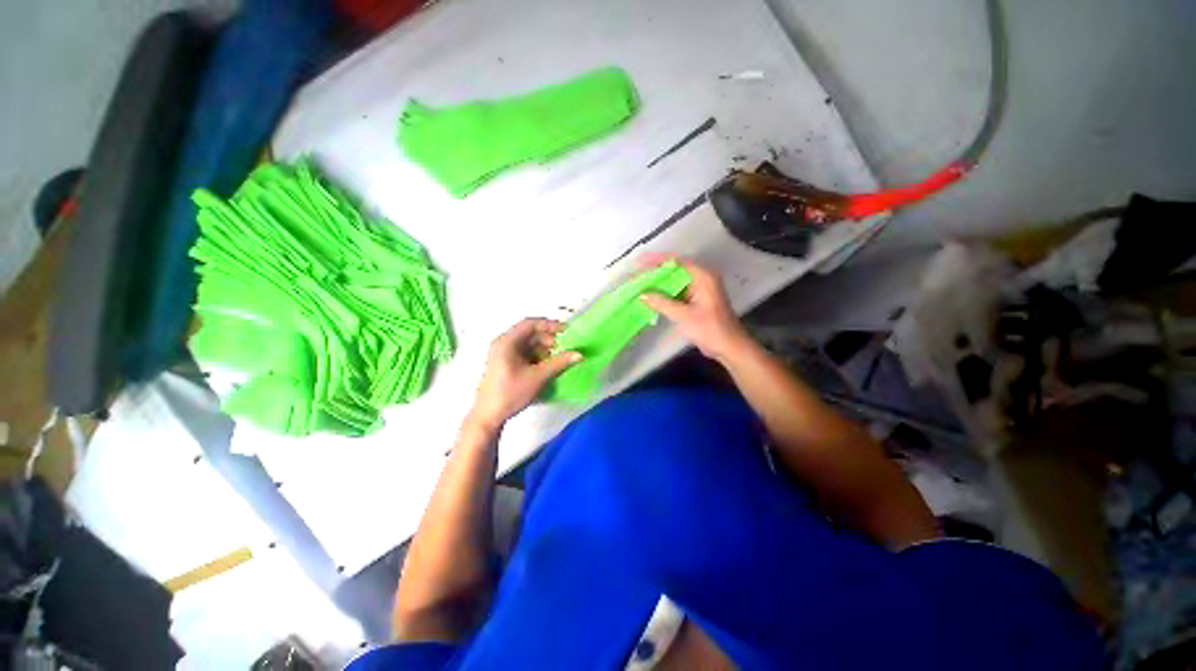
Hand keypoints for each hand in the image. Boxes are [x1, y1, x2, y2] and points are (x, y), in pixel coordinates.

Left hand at [469, 318, 581, 430]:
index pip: (530, 323)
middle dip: (548, 338)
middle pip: (529, 333)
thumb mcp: (538, 377)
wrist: (488, 416)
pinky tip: (546, 366)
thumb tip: (579, 354)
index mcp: (507, 342)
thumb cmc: (511, 393)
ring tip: (556, 358)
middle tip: (563, 347)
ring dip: (543, 348)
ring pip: (527, 344)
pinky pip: (524, 353)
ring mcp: (503, 354)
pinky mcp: (505, 364)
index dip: (549, 324)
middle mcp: (503, 343)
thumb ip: (559, 363)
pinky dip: (537, 356)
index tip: (566, 331)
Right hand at [639, 254, 750, 362]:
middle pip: (675, 269)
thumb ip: (662, 303)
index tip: (638, 263)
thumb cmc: (710, 329)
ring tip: (639, 283)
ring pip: (675, 280)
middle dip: (655, 271)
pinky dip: (665, 293)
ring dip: (659, 282)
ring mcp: (700, 288)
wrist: (729, 347)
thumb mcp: (683, 316)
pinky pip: (677, 291)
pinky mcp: (696, 299)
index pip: (676, 261)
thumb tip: (641, 295)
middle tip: (635, 274)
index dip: (656, 260)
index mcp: (703, 276)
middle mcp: (702, 278)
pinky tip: (651, 296)